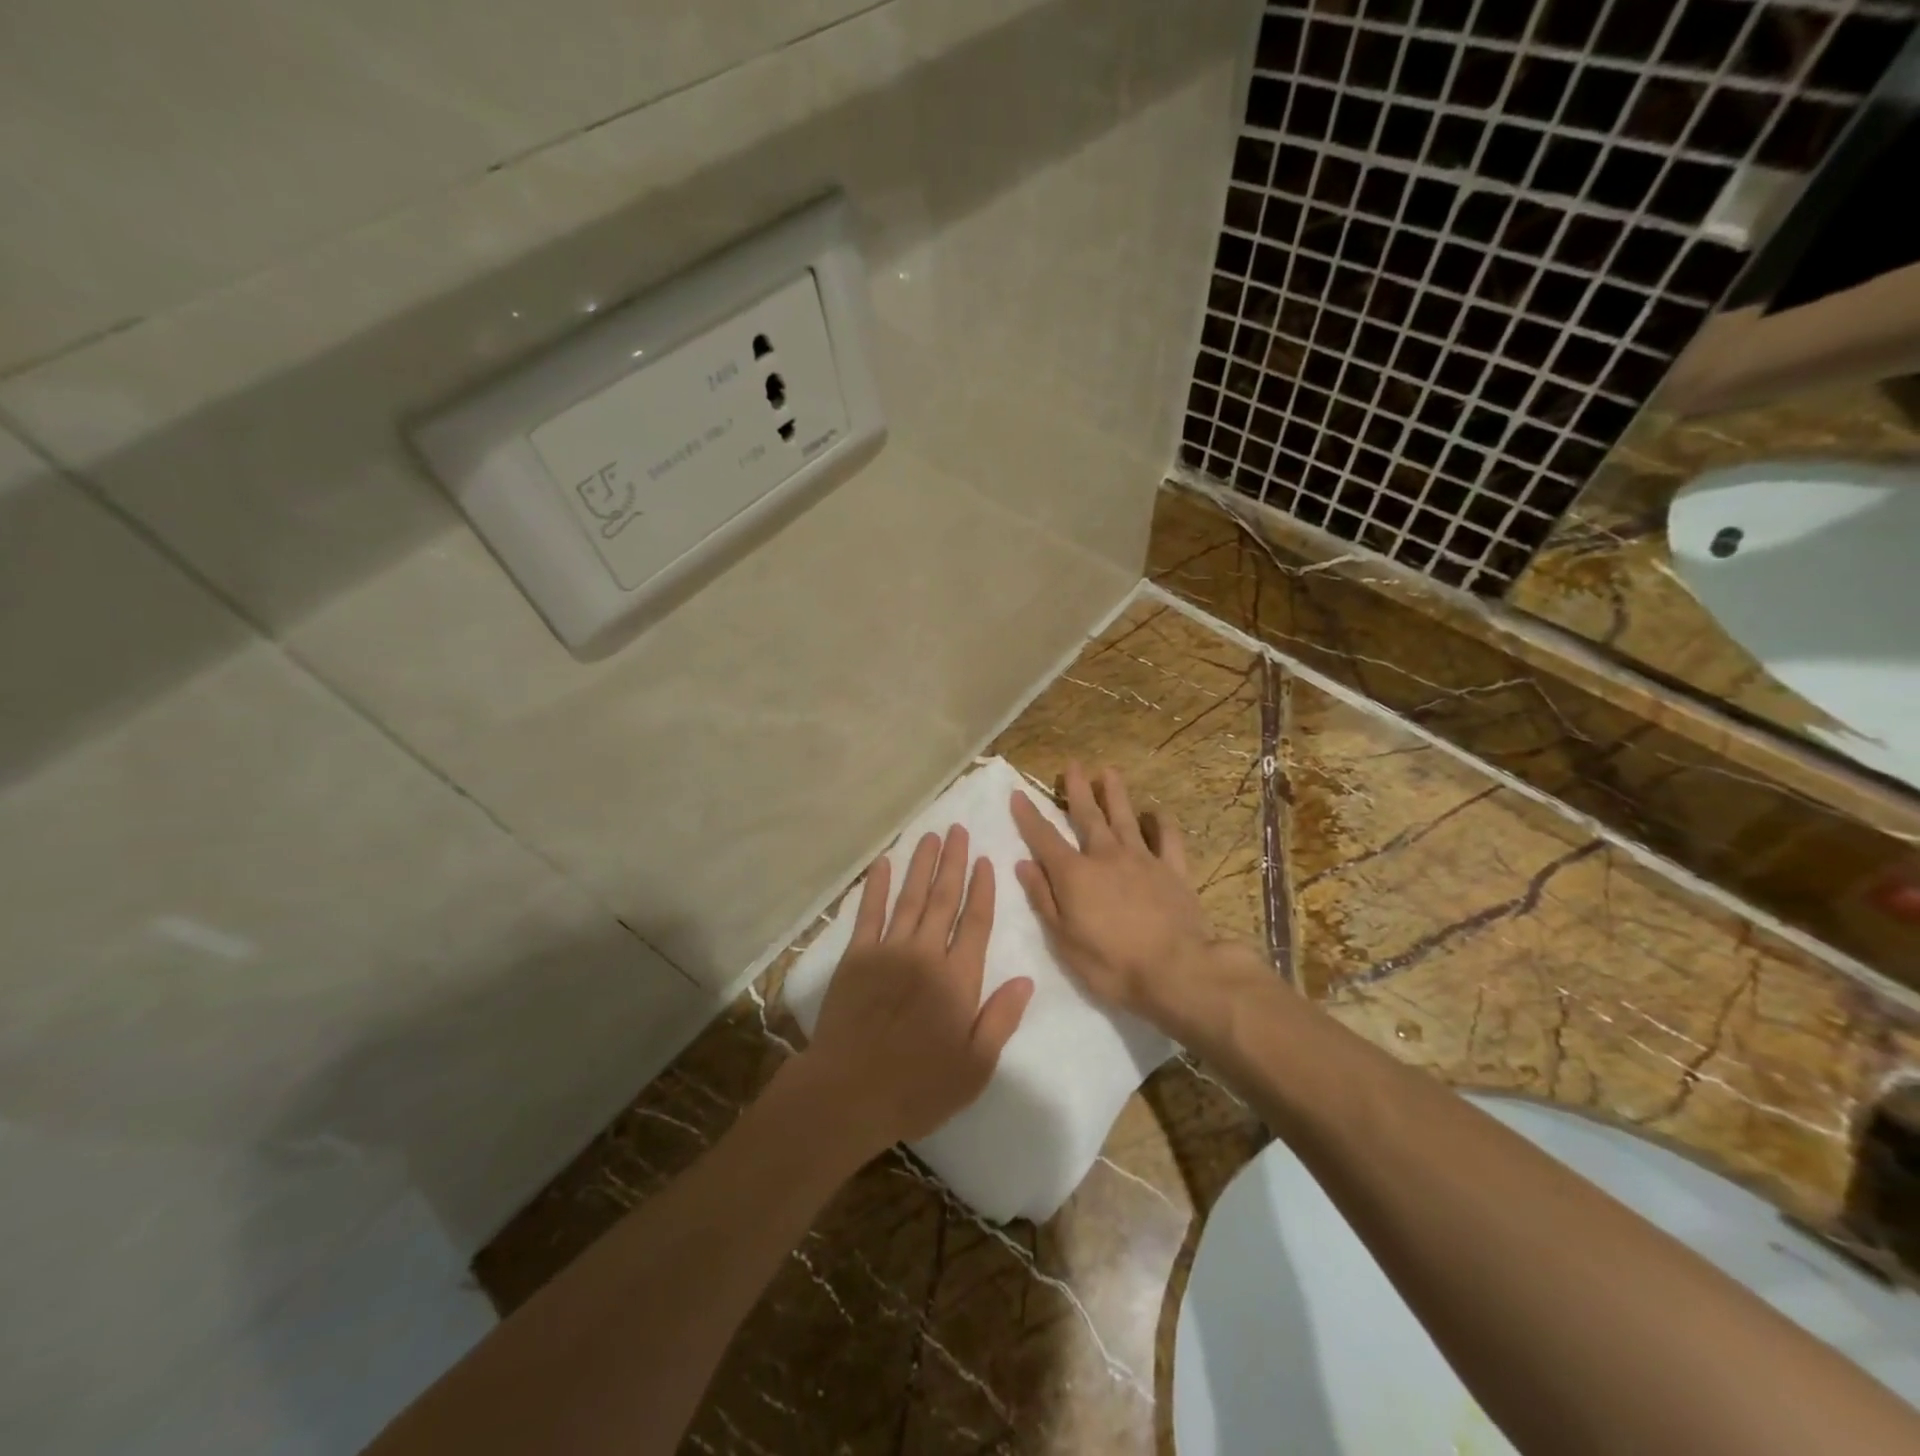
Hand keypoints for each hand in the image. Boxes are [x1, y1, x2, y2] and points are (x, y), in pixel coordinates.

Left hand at [797, 826, 1034, 1155]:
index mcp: (958, 979)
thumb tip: (1025, 980)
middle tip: (958, 830)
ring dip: (921, 865)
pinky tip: (882, 863)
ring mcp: (889, 950)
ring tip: (931, 836)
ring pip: (910, 897)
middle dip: (953, 862)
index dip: (982, 889)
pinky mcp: (856, 956)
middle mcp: (926, 954)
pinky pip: (868, 912)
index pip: (976, 922)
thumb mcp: (975, 1067)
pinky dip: (875, 886)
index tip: (985, 860)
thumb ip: (1001, 1019)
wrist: (850, 1092)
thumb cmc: (918, 1087)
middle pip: (944, 898)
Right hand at [1011, 762, 1226, 1030]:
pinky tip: (1156, 813)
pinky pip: (1167, 838)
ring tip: (1108, 771)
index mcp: (1075, 874)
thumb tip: (1024, 864)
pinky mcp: (1174, 870)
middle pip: (1088, 816)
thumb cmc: (1111, 964)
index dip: (1029, 816)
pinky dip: (1161, 823)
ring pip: (1125, 818)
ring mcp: (1143, 859)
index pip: (1044, 838)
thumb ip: (1043, 898)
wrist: (1176, 971)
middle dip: (1077, 790)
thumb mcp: (1063, 939)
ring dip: (1115, 794)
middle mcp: (1106, 856)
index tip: (1018, 794)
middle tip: (1072, 765)